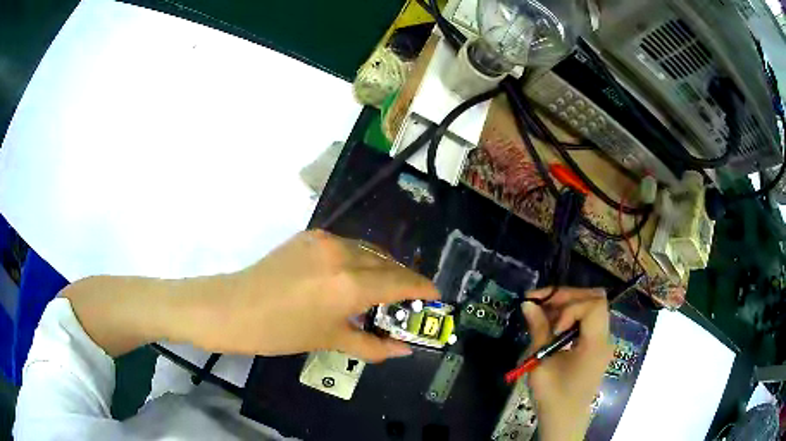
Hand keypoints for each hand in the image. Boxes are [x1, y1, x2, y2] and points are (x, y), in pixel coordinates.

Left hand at [188, 230, 438, 361]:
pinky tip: (356, 277)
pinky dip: (361, 260)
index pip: (400, 282)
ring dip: (383, 268)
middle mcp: (342, 253)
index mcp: (349, 284)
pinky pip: (348, 246)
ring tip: (385, 290)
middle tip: (411, 301)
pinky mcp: (310, 236)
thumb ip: (373, 345)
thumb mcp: (330, 341)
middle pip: (388, 263)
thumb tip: (404, 349)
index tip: (436, 296)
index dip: (422, 289)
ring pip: (369, 251)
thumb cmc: (281, 332)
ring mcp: (324, 240)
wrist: (233, 308)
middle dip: (404, 281)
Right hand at [521, 288, 613, 440]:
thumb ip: (539, 331)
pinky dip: (571, 316)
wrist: (564, 420)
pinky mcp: (595, 346)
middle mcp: (604, 338)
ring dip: (567, 304)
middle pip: (595, 299)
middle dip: (567, 296)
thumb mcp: (541, 364)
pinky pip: (587, 321)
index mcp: (596, 344)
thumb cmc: (553, 397)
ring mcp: (602, 341)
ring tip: (543, 312)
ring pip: (591, 307)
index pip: (594, 305)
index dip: (571, 307)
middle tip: (541, 301)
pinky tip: (552, 325)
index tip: (553, 326)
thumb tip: (528, 304)